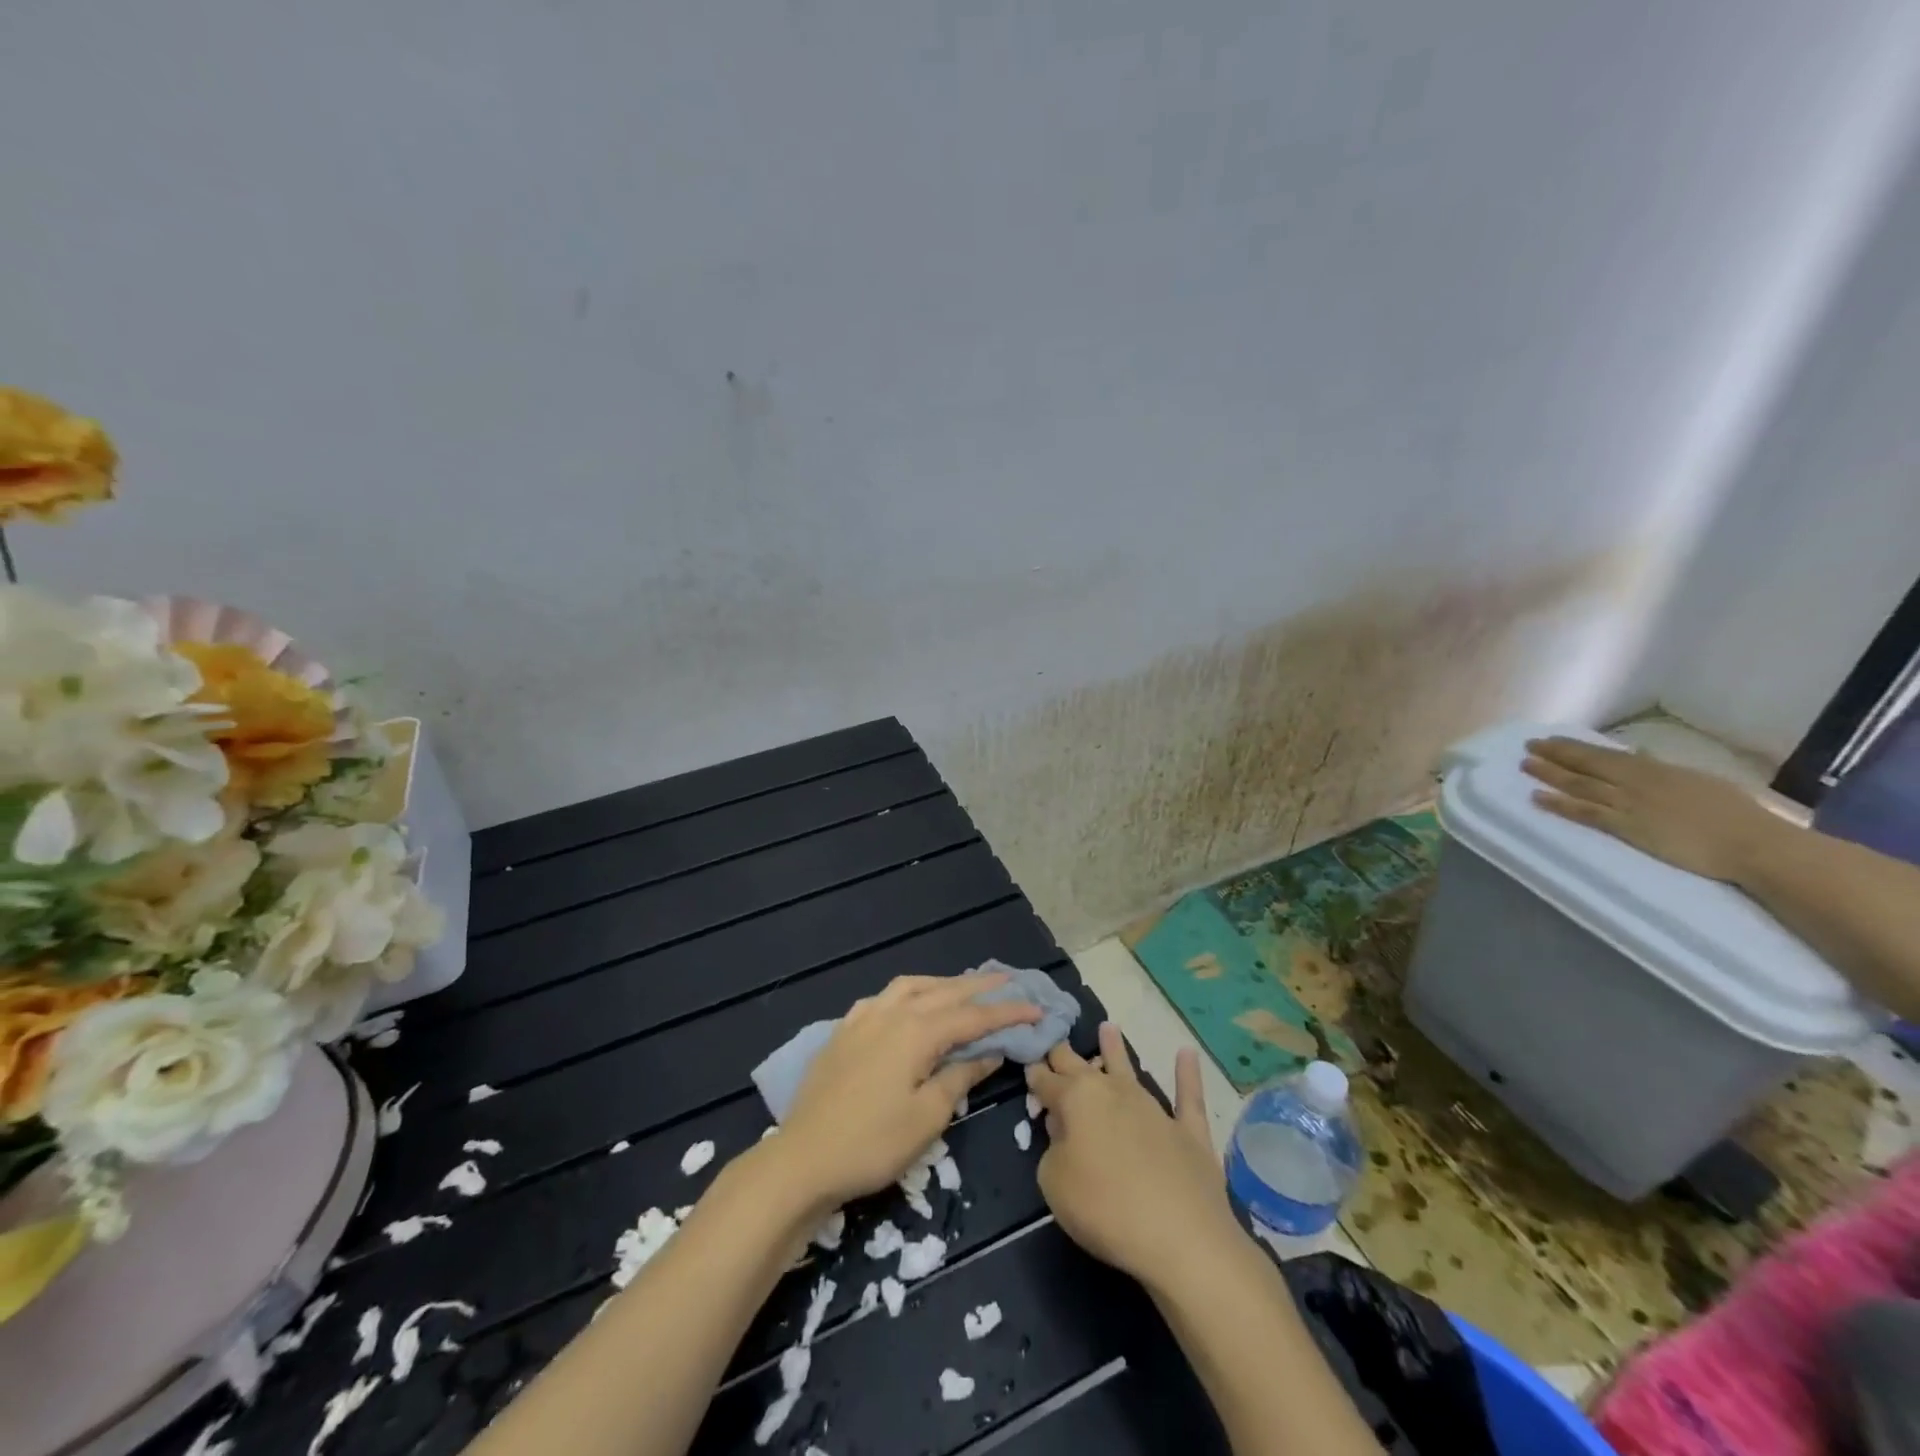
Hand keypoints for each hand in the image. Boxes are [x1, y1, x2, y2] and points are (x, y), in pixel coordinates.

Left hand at [773, 972, 1039, 1207]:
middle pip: (944, 992)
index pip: (972, 1017)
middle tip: (1010, 980)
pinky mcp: (844, 1030)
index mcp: (916, 1032)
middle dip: (980, 987)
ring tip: (964, 987)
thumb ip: (959, 1077)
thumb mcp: (927, 1117)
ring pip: (912, 986)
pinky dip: (907, 993)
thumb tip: (989, 1053)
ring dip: (943, 984)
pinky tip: (908, 1003)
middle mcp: (892, 1013)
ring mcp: (864, 1018)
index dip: (1007, 1012)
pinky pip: (883, 997)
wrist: (803, 1158)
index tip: (1037, 1008)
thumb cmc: (873, 1143)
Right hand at [1025, 1023, 1237, 1289]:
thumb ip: (1052, 1149)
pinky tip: (1187, 1054)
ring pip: (1129, 1070)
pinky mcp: (1188, 1131)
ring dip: (1116, 1049)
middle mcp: (1113, 1092)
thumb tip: (1065, 1132)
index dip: (1035, 1074)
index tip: (1027, 1063)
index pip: (1047, 1080)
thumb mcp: (1054, 1182)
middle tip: (1055, 1041)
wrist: (1180, 1237)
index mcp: (1076, 1099)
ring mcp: (1153, 1108)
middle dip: (1065, 1055)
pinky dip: (1188, 1074)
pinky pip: (1188, 1096)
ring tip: (1108, 1027)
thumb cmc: (1104, 1208)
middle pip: (1082, 1067)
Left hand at [1521, 736, 1778, 882]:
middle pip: (1586, 764)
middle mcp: (1636, 782)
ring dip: (1549, 774)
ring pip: (1579, 784)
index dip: (1575, 747)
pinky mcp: (1627, 827)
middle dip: (1555, 753)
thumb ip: (1663, 770)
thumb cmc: (1736, 814)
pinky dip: (1559, 804)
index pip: (1605, 754)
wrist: (1753, 843)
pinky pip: (1585, 812)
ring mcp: (1629, 803)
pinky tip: (1537, 797)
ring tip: (1524, 765)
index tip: (1552, 740)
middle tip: (1528, 745)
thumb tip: (1640, 757)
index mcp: (1655, 769)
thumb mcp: (1697, 780)